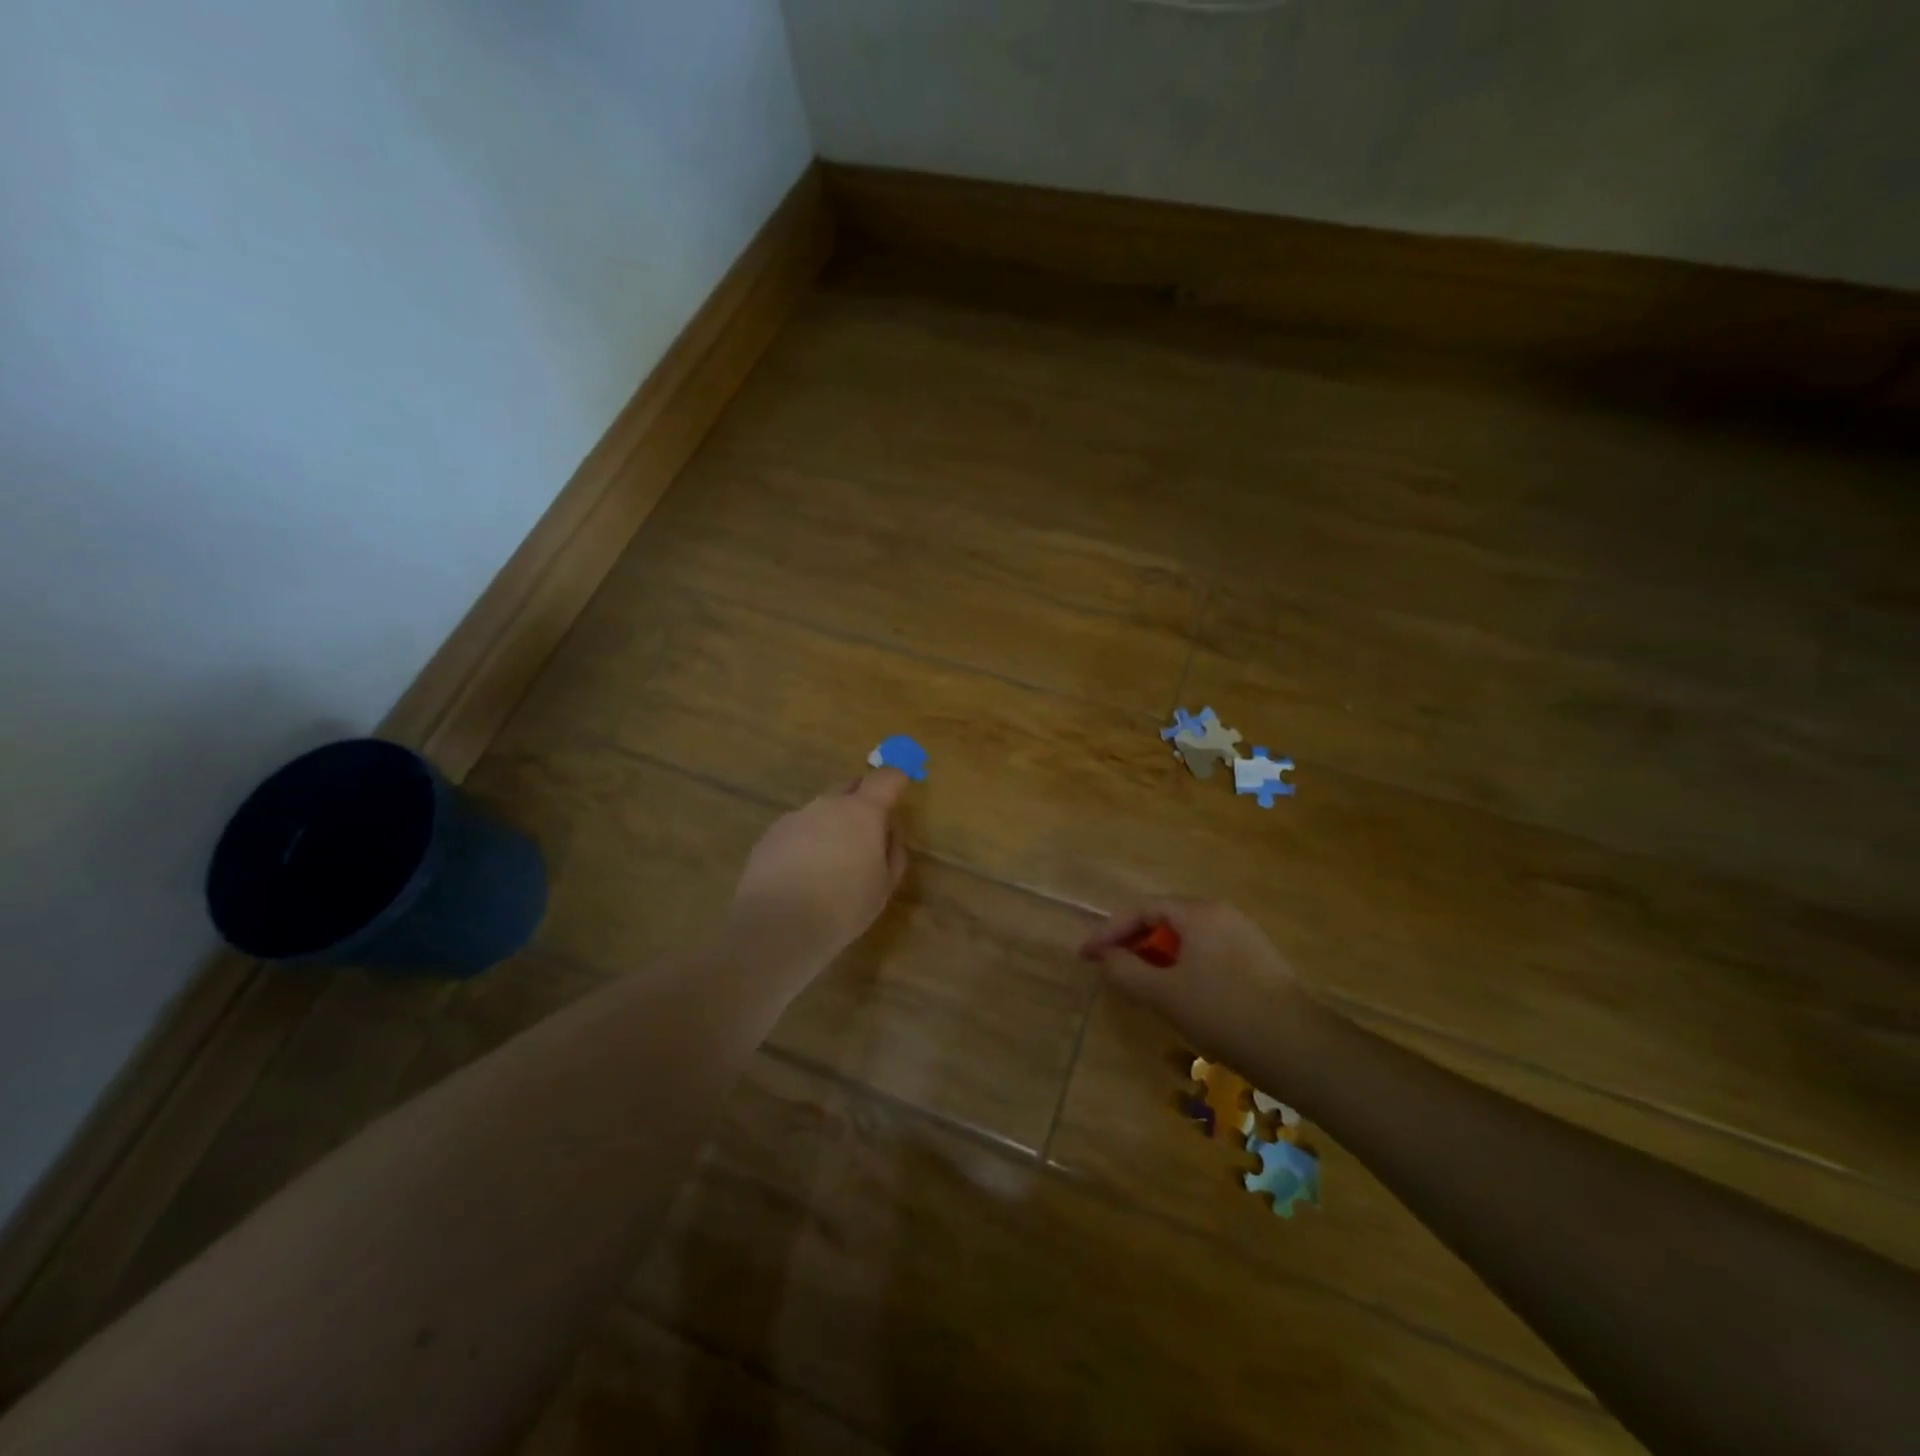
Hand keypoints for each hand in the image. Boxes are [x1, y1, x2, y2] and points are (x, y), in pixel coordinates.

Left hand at [725, 768, 911, 980]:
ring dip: (831, 824)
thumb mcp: (884, 886)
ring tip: (831, 862)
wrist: (777, 927)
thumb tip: (888, 833)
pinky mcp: (769, 835)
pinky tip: (803, 874)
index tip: (900, 789)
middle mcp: (827, 804)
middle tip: (867, 833)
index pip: (886, 777)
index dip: (896, 780)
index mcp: (863, 811)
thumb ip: (893, 852)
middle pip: (850, 787)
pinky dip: (805, 842)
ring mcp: (795, 817)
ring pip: (821, 810)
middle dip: (862, 801)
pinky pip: (797, 830)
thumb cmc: (843, 907)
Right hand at [1080, 897, 1316, 1080]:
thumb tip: (1105, 957)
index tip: (1085, 956)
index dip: (1108, 930)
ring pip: (1186, 938)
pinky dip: (1181, 965)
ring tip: (1138, 982)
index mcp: (1198, 912)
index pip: (1141, 909)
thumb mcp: (1164, 994)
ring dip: (1156, 956)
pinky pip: (1206, 952)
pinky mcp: (1257, 961)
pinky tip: (1177, 993)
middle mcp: (1222, 913)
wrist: (1299, 1048)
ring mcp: (1243, 936)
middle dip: (1132, 941)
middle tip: (1109, 967)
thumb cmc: (1223, 1013)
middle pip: (1164, 919)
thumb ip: (1126, 971)